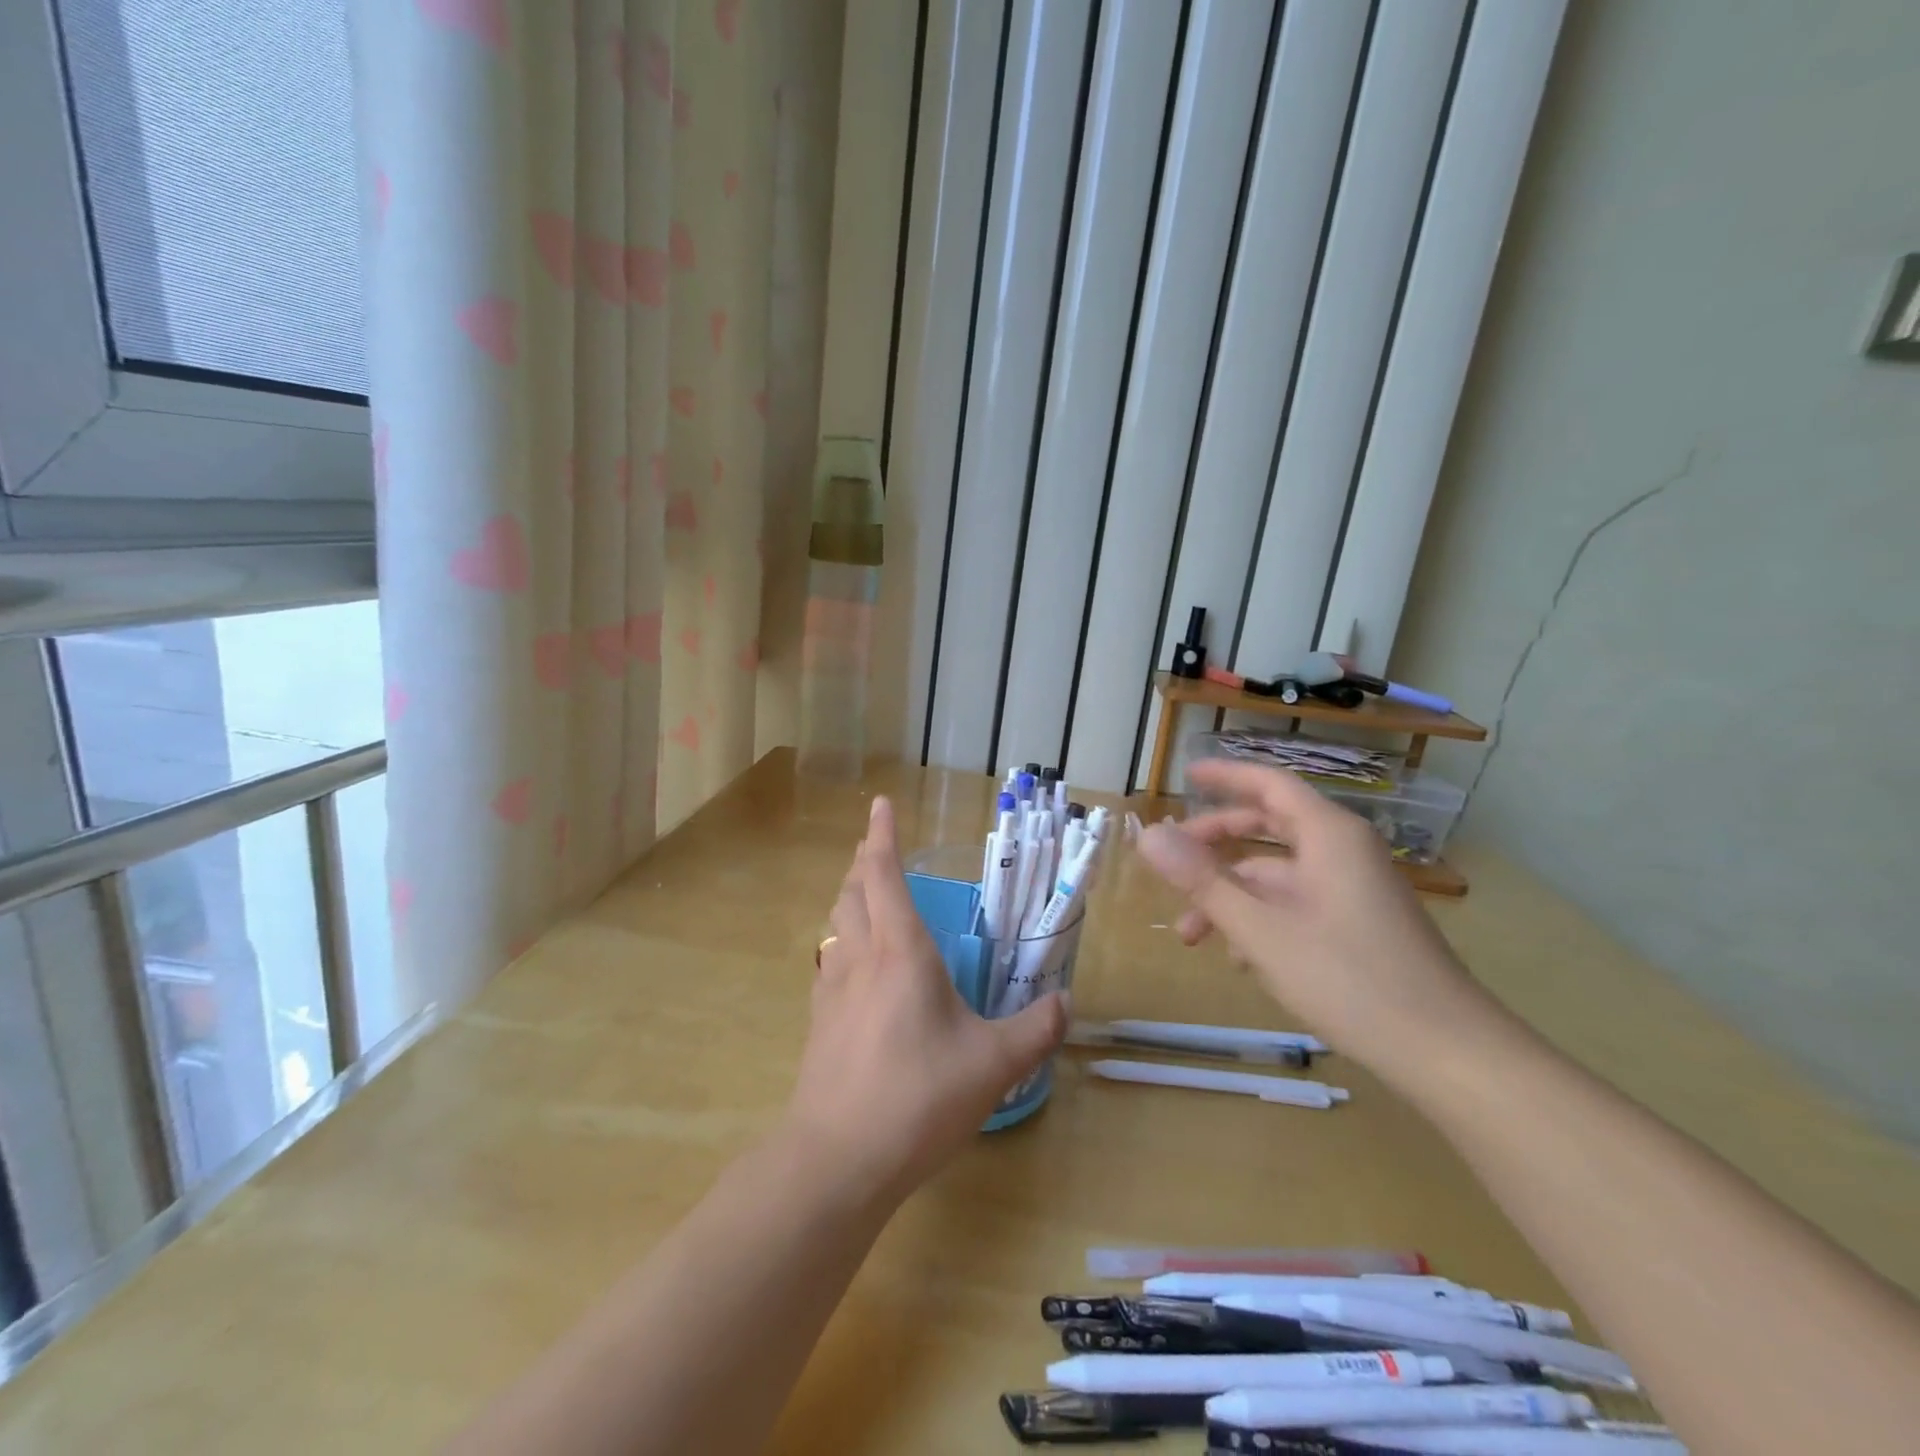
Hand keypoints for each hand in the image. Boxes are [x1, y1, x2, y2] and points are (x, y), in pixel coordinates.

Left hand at [786, 796, 1068, 1200]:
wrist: (836, 1158)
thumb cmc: (917, 1097)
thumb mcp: (992, 1064)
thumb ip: (1034, 1031)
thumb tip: (1063, 1005)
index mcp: (900, 951)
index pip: (884, 875)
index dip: (882, 836)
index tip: (879, 804)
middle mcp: (861, 958)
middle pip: (852, 891)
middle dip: (863, 861)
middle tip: (876, 847)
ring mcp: (832, 990)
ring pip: (836, 924)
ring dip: (849, 898)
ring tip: (865, 894)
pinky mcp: (819, 1022)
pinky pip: (830, 961)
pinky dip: (842, 942)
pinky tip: (855, 965)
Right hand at [1135, 760, 1496, 1079]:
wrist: (1446, 1052)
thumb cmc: (1348, 978)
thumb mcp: (1260, 929)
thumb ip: (1202, 880)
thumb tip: (1148, 836)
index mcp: (1328, 835)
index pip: (1268, 783)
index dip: (1224, 776)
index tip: (1185, 774)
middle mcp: (1343, 851)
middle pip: (1268, 826)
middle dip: (1215, 844)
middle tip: (1171, 862)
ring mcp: (1354, 889)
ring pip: (1278, 874)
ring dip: (1232, 895)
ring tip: (1191, 936)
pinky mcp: (1359, 924)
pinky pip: (1298, 903)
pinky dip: (1261, 918)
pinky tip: (1240, 959)